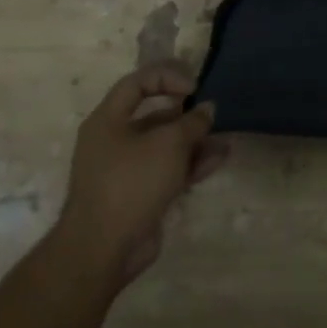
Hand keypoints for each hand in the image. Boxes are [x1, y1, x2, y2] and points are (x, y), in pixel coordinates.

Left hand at [58, 64, 228, 284]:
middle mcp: (114, 140)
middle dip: (187, 113)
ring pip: (165, 145)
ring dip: (195, 140)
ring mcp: (126, 169)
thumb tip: (207, 109)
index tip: (194, 88)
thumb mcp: (168, 144)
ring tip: (223, 138)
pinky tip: (218, 159)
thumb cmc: (131, 183)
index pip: (138, 83)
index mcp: (108, 120)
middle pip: (154, 115)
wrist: (104, 250)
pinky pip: (169, 170)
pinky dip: (191, 163)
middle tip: (212, 113)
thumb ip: (192, 122)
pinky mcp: (140, 194)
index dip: (168, 77)